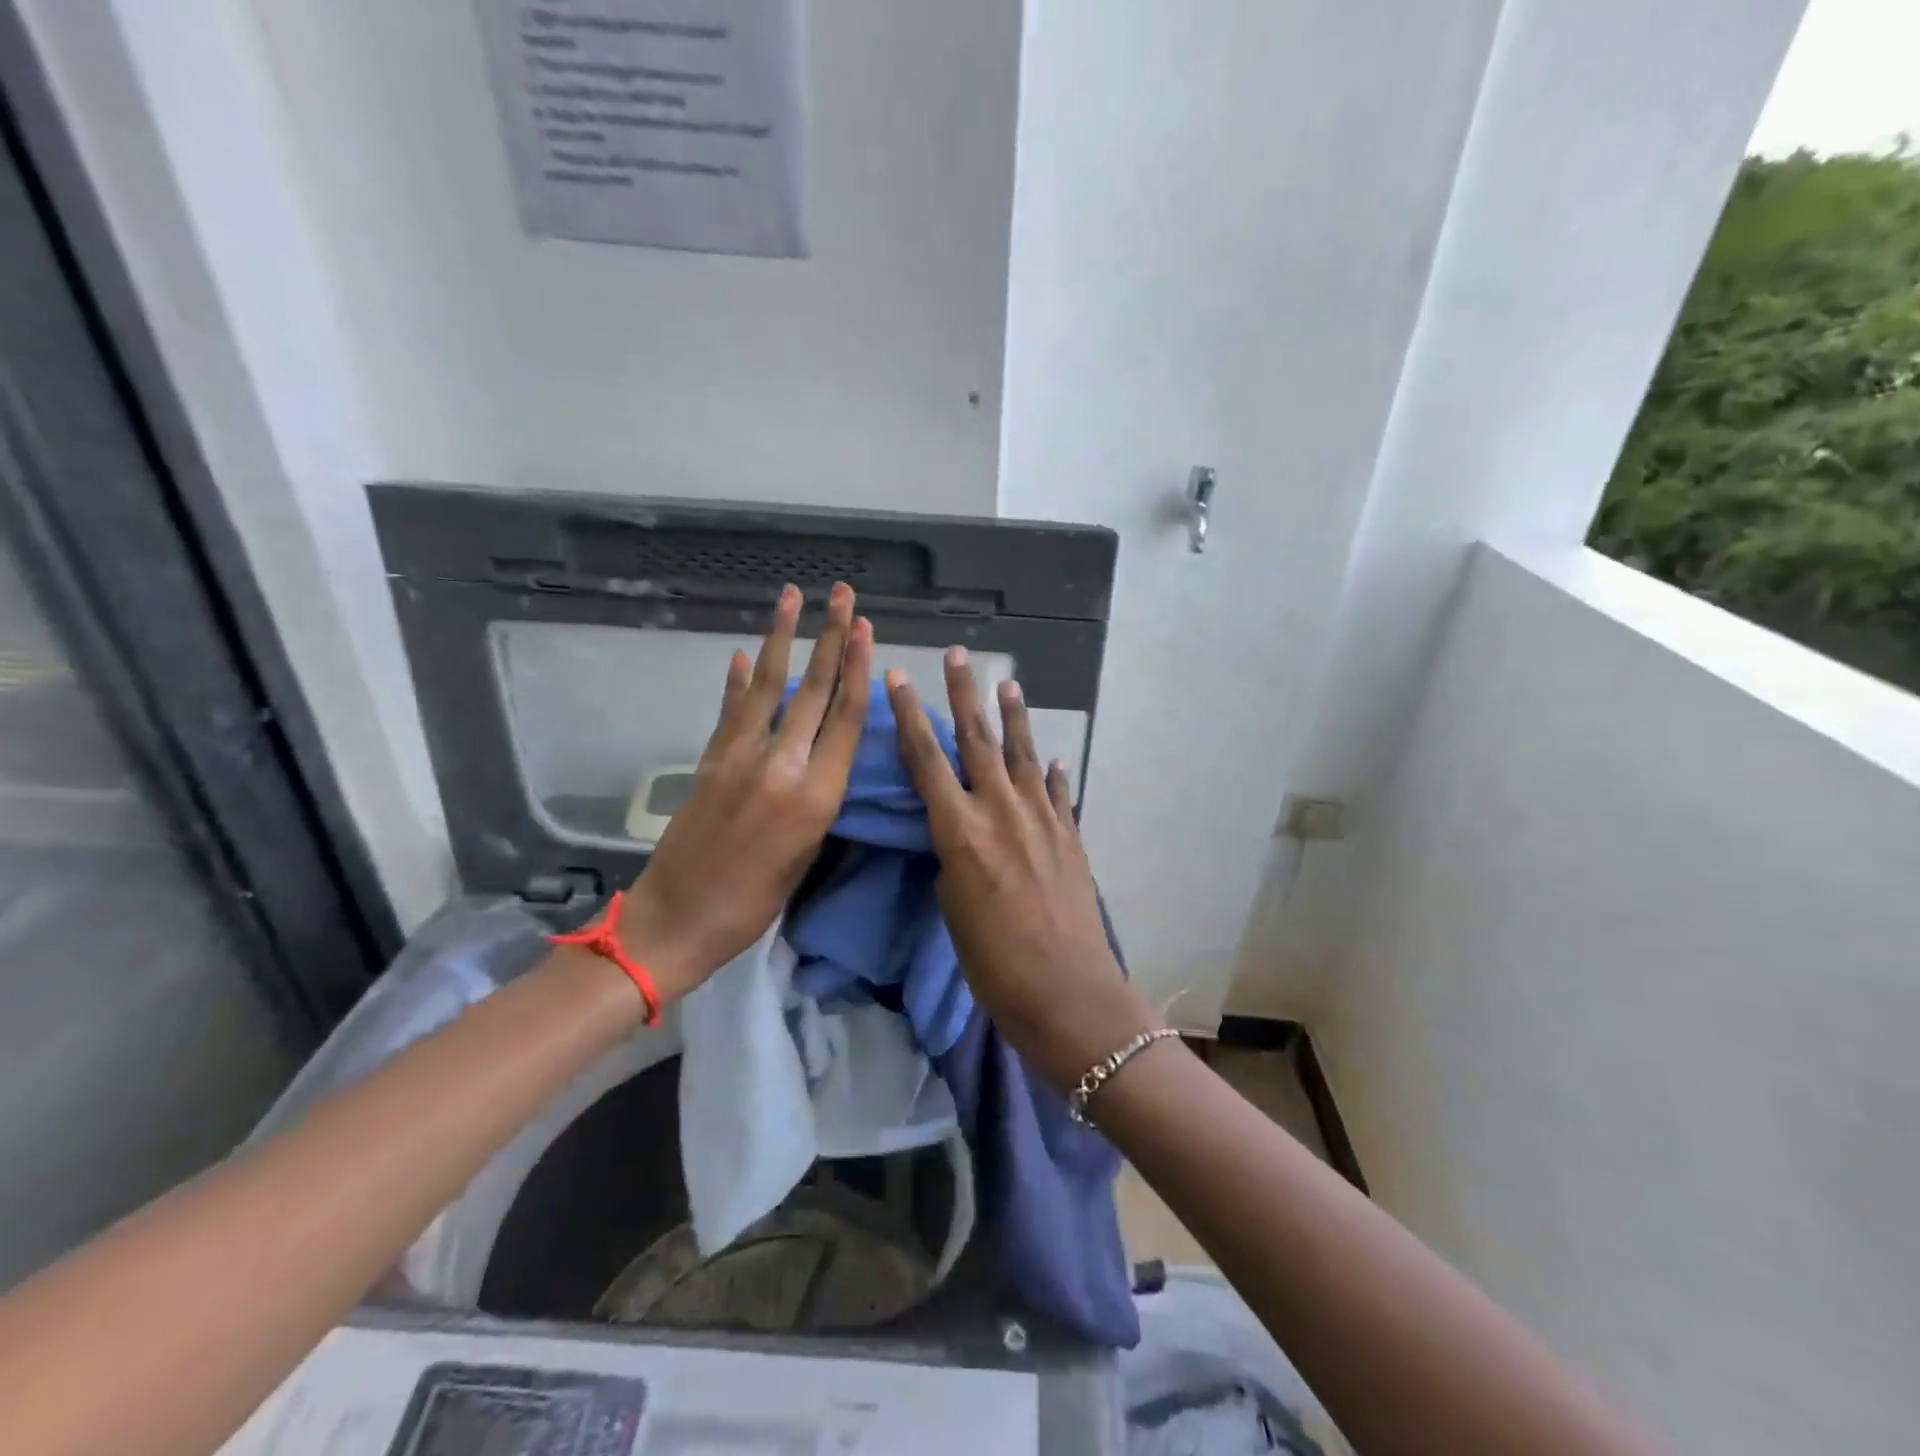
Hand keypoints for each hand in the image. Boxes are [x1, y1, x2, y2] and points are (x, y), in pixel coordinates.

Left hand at [622, 582, 872, 1000]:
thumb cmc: (755, 903)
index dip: (857, 669)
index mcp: (815, 796)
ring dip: (780, 637)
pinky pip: (729, 710)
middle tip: (844, 595)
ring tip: (791, 597)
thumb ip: (819, 797)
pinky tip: (740, 653)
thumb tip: (827, 753)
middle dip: (831, 637)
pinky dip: (736, 680)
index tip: (865, 629)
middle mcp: (780, 765)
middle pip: (812, 690)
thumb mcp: (807, 855)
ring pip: (766, 686)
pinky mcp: (708, 760)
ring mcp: (738, 757)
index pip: (844, 718)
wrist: (678, 919)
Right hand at [886, 649, 1157, 1088]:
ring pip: (1024, 754)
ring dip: (1014, 716)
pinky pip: (1060, 793)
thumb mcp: (952, 908)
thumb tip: (962, 836)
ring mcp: (1042, 819)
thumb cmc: (992, 962)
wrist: (1065, 991)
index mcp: (960, 831)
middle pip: (978, 739)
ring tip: (1008, 682)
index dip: (910, 715)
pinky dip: (1055, 773)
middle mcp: (1001, 811)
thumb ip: (954, 858)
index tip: (900, 678)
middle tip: (959, 655)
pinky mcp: (1071, 836)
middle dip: (966, 693)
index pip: (927, 759)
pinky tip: (1055, 756)